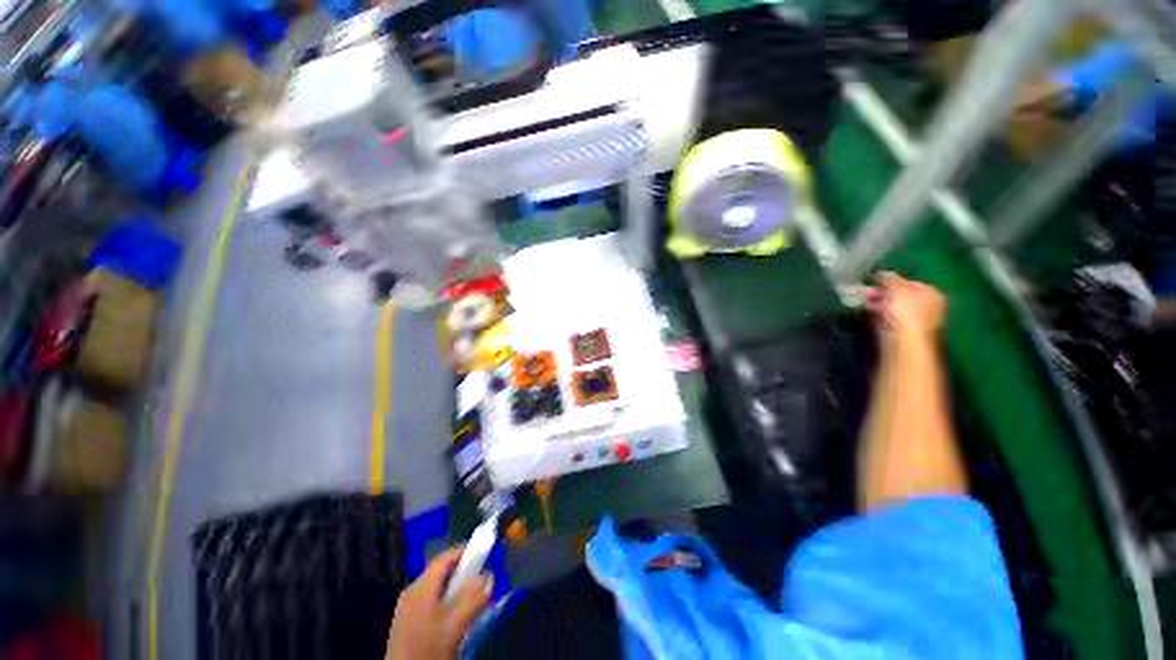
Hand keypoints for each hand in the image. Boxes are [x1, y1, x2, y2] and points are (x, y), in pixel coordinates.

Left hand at [386, 548, 492, 659]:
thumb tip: (489, 577)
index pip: (445, 558)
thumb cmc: (429, 649)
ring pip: (437, 588)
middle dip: (463, 574)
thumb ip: (474, 598)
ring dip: (456, 590)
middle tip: (481, 581)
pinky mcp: (406, 623)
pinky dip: (446, 602)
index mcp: (421, 587)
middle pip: (441, 573)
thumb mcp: (456, 624)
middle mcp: (412, 592)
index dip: (464, 552)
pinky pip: (430, 602)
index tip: (483, 553)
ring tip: (472, 600)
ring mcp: (407, 608)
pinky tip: (455, 617)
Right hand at [863, 272, 945, 343]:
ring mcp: (913, 320)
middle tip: (865, 290)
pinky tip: (868, 309)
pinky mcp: (900, 330)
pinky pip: (886, 317)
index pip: (910, 282)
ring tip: (863, 298)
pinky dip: (877, 312)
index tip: (876, 280)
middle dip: (882, 291)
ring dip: (877, 301)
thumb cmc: (907, 310)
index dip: (892, 280)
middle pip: (900, 294)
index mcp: (932, 293)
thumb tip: (883, 273)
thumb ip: (890, 278)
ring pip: (892, 306)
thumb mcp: (897, 288)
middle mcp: (926, 305)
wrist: (904, 339)